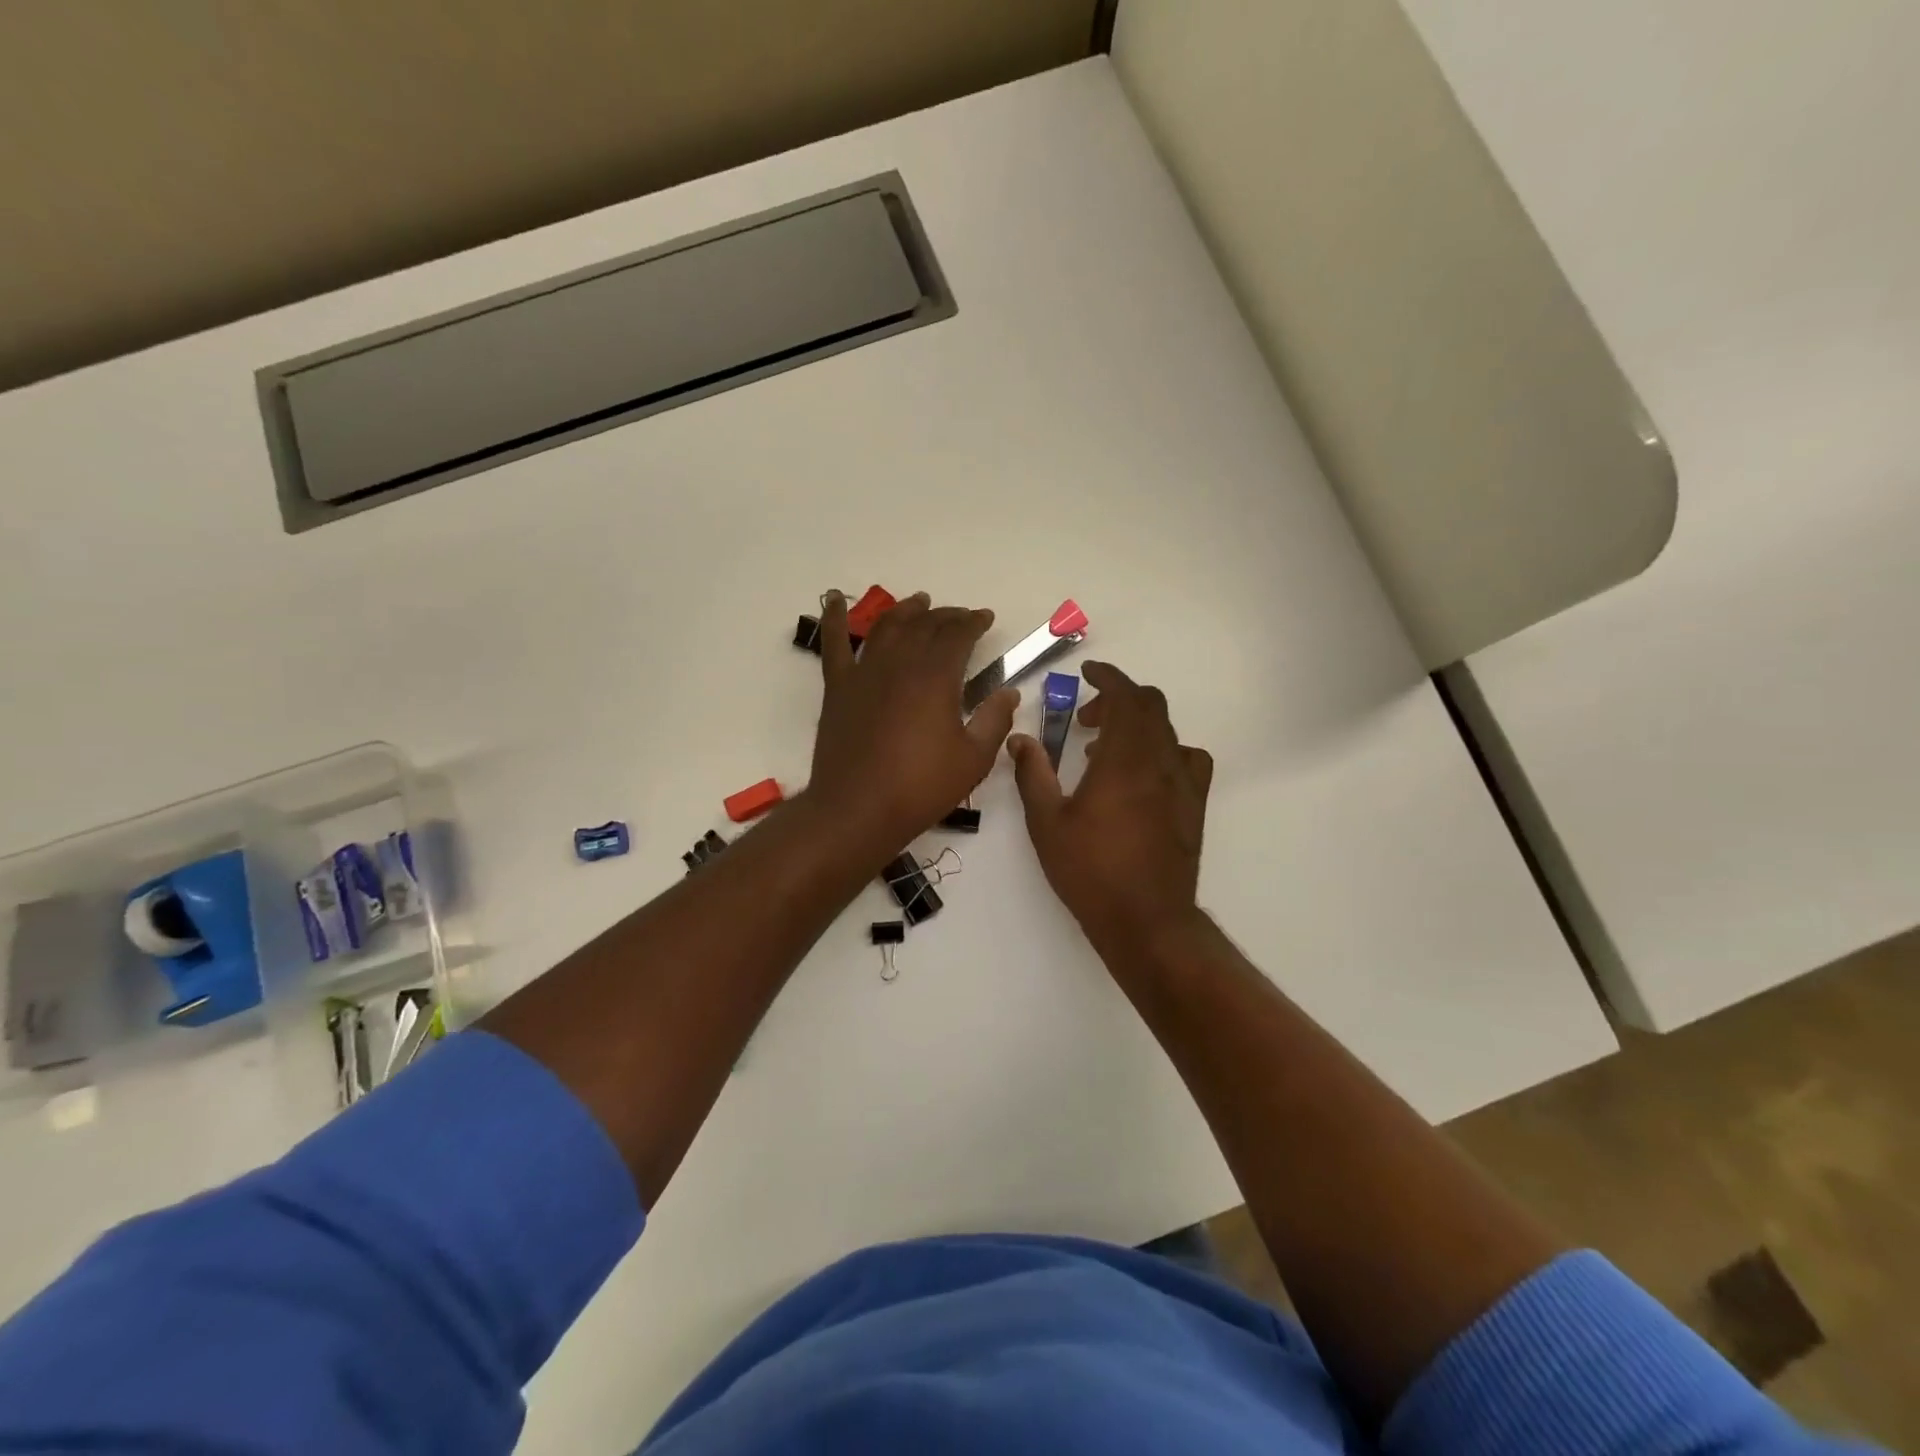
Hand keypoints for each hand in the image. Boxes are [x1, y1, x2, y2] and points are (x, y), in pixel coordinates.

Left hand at [808, 591, 1019, 853]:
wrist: (858, 809)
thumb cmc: (921, 787)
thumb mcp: (973, 759)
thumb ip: (995, 720)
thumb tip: (1010, 692)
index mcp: (936, 677)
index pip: (958, 635)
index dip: (974, 622)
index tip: (985, 618)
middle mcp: (900, 663)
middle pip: (925, 625)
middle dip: (946, 616)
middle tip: (960, 616)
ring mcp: (865, 672)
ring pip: (886, 626)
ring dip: (906, 610)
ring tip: (919, 602)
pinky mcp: (838, 687)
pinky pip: (833, 643)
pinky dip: (833, 617)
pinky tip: (833, 598)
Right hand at [1009, 661, 1212, 953]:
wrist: (1147, 921)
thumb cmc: (1091, 871)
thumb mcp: (1047, 823)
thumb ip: (1032, 775)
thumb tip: (1020, 740)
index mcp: (1124, 760)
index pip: (1126, 697)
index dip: (1109, 677)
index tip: (1089, 672)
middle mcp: (1161, 763)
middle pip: (1151, 707)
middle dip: (1118, 700)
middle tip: (1087, 718)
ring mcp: (1184, 784)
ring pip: (1168, 731)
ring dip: (1138, 725)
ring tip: (1106, 752)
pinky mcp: (1196, 806)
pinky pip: (1187, 759)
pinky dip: (1164, 750)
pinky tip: (1144, 776)